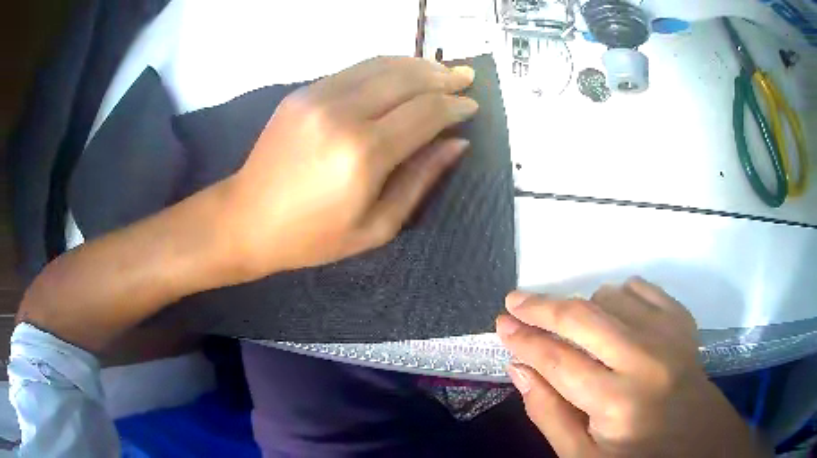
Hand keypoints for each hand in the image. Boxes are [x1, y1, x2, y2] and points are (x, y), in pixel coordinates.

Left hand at [213, 57, 477, 282]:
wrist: (246, 219)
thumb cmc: (312, 237)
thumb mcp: (376, 227)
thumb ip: (420, 179)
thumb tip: (457, 143)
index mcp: (363, 154)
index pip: (425, 113)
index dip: (455, 106)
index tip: (473, 106)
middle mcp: (342, 114)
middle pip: (406, 79)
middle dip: (443, 76)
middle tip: (467, 77)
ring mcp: (318, 97)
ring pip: (381, 65)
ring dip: (417, 64)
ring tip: (441, 70)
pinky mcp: (303, 92)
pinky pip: (355, 69)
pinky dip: (386, 66)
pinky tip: (402, 72)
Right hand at [496, 279, 767, 456]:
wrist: (698, 444)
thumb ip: (549, 414)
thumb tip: (520, 369)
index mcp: (616, 403)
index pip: (558, 360)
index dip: (525, 340)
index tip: (502, 324)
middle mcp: (644, 361)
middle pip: (583, 318)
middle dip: (542, 306)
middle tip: (516, 300)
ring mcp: (669, 336)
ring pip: (612, 296)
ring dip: (584, 307)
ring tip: (573, 327)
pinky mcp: (683, 324)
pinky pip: (644, 290)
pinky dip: (621, 294)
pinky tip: (613, 314)